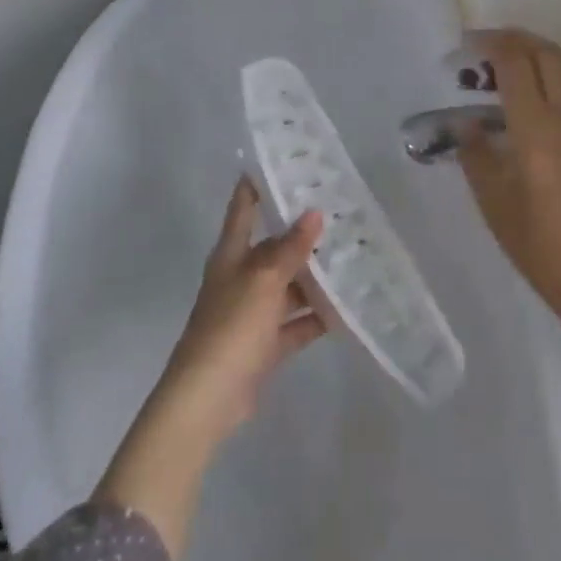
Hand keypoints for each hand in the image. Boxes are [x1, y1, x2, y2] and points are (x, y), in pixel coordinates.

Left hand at [156, 177, 326, 443]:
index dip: (257, 184)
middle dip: (304, 233)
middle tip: (342, 213)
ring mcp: (253, 312)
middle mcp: (242, 277)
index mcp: (232, 255)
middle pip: (274, 247)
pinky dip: (318, 316)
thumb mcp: (264, 280)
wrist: (207, 400)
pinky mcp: (265, 344)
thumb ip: (290, 248)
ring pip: (290, 285)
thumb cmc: (231, 327)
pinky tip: (348, 308)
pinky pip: (297, 322)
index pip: (244, 208)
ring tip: (354, 256)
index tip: (282, 161)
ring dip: (316, 276)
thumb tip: (314, 212)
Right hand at [456, 29, 560, 329]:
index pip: (515, 64)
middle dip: (518, 40)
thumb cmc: (539, 246)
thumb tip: (467, 123)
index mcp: (536, 128)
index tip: (469, 44)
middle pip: (548, 55)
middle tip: (491, 46)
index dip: (491, 44)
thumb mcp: (493, 203)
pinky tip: (550, 95)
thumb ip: (476, 155)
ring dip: (545, 52)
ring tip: (521, 61)